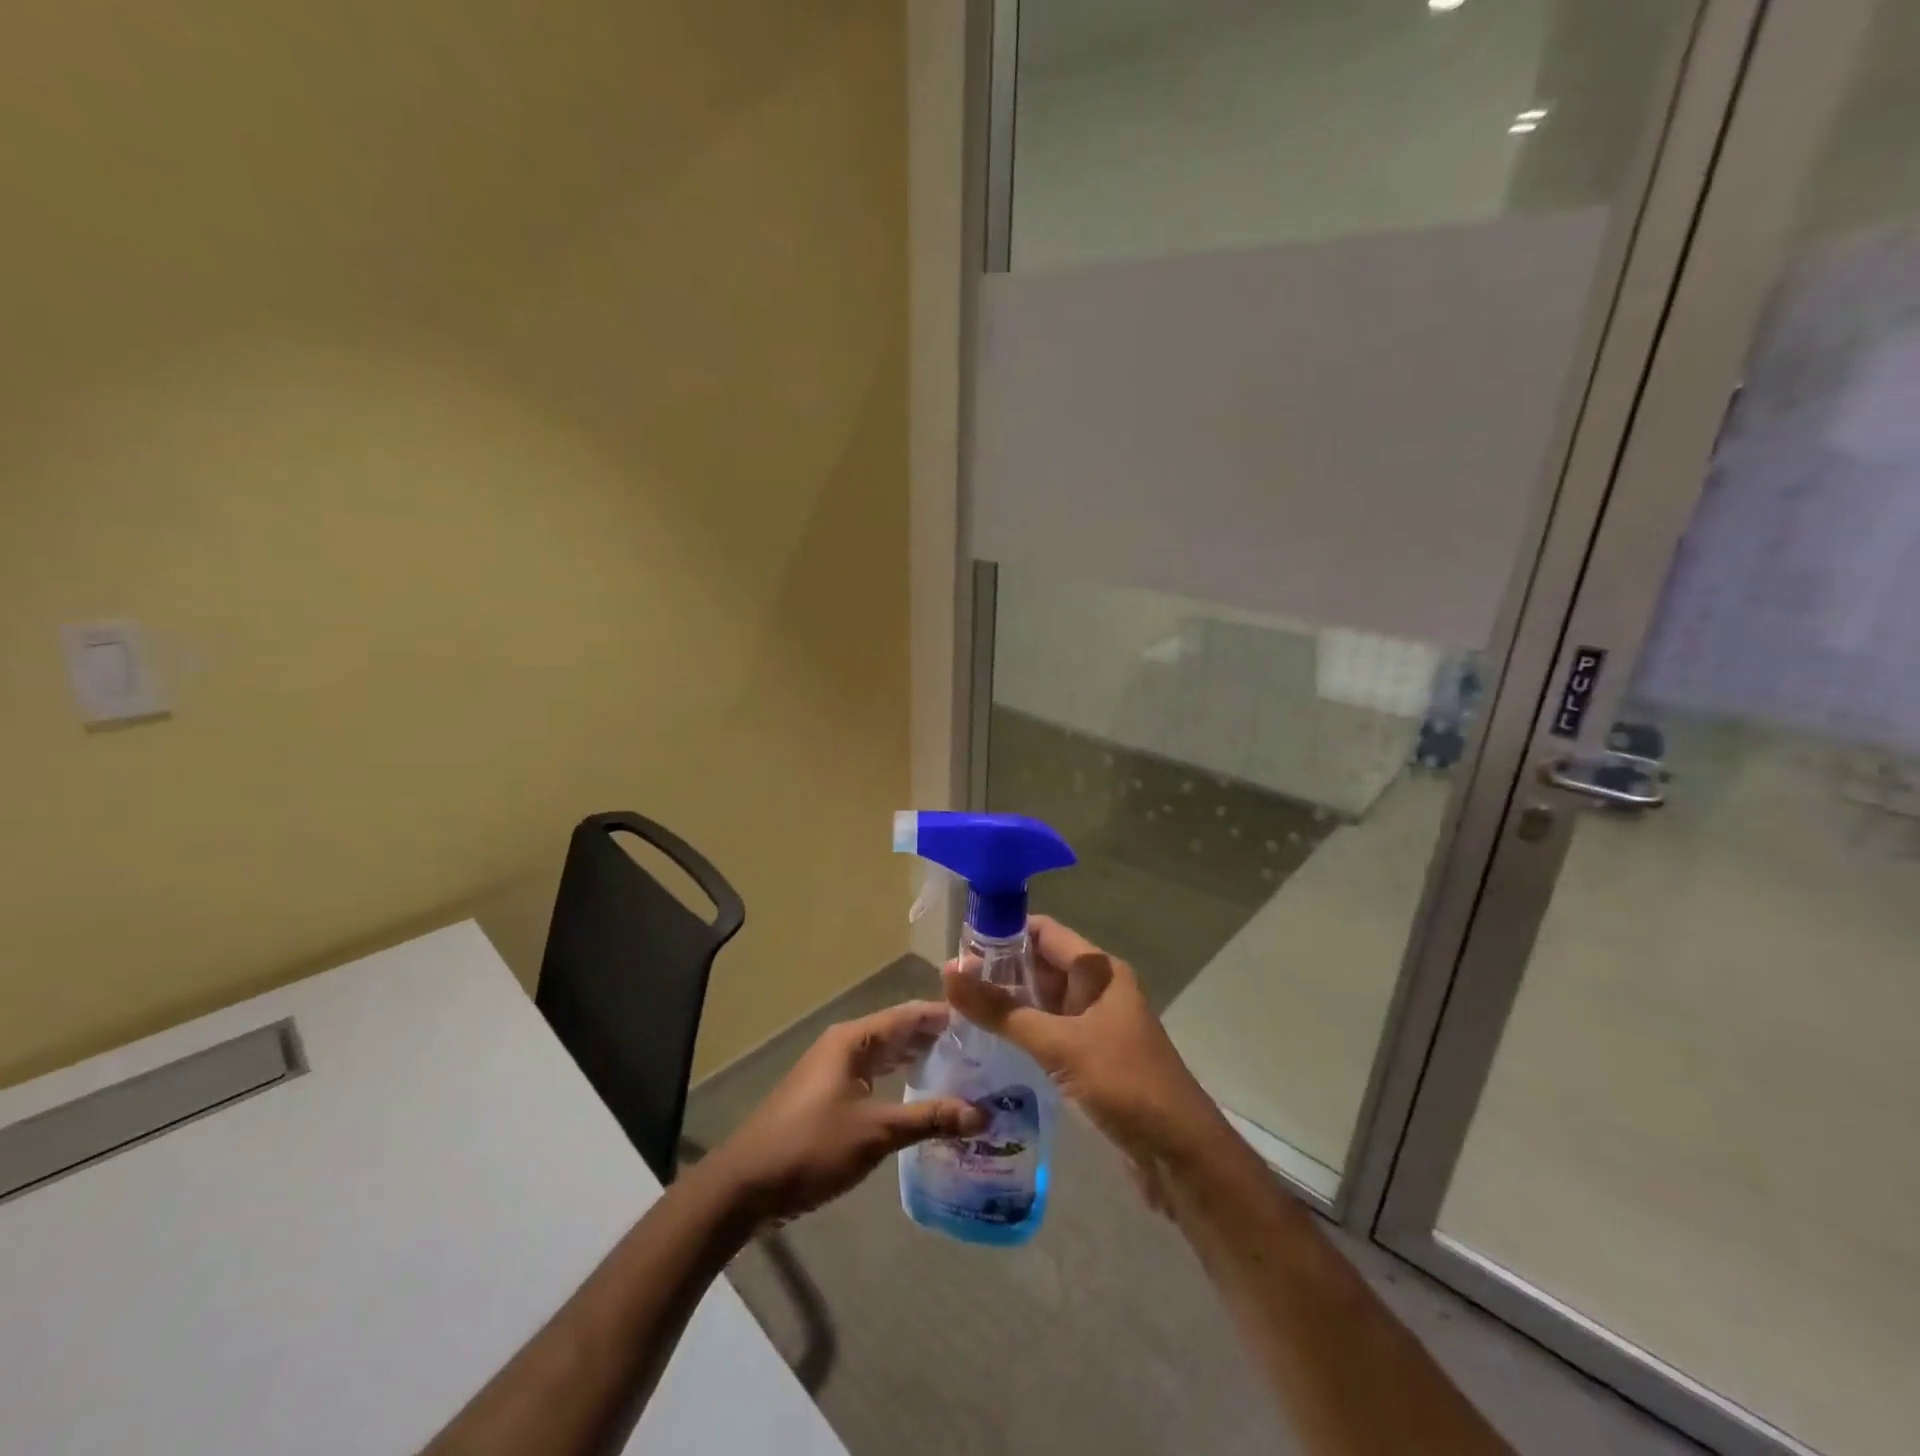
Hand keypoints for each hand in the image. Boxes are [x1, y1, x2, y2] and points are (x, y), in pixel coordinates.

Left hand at [705, 1002, 985, 1225]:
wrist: (746, 1185)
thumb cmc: (812, 1146)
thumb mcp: (876, 1132)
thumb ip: (929, 1118)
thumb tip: (984, 1114)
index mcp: (855, 1039)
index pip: (910, 1015)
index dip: (946, 1016)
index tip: (985, 1020)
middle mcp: (845, 1045)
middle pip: (899, 1032)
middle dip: (938, 1039)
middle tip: (983, 1050)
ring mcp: (835, 1071)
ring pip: (887, 1056)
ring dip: (920, 1061)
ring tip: (963, 1071)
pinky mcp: (829, 1096)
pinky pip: (875, 1077)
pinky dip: (900, 1081)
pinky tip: (923, 1098)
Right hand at [942, 917, 1226, 1176]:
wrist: (1180, 1154)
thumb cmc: (1124, 1083)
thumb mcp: (1059, 1044)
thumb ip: (1002, 1011)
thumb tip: (948, 971)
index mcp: (1099, 971)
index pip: (1045, 933)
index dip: (1004, 933)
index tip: (960, 944)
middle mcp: (1097, 990)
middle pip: (1041, 966)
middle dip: (999, 971)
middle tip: (950, 983)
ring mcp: (1095, 1025)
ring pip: (1043, 1002)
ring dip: (1007, 1004)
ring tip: (957, 1010)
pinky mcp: (1091, 1058)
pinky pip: (1049, 1032)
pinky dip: (1021, 1033)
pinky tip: (987, 1043)